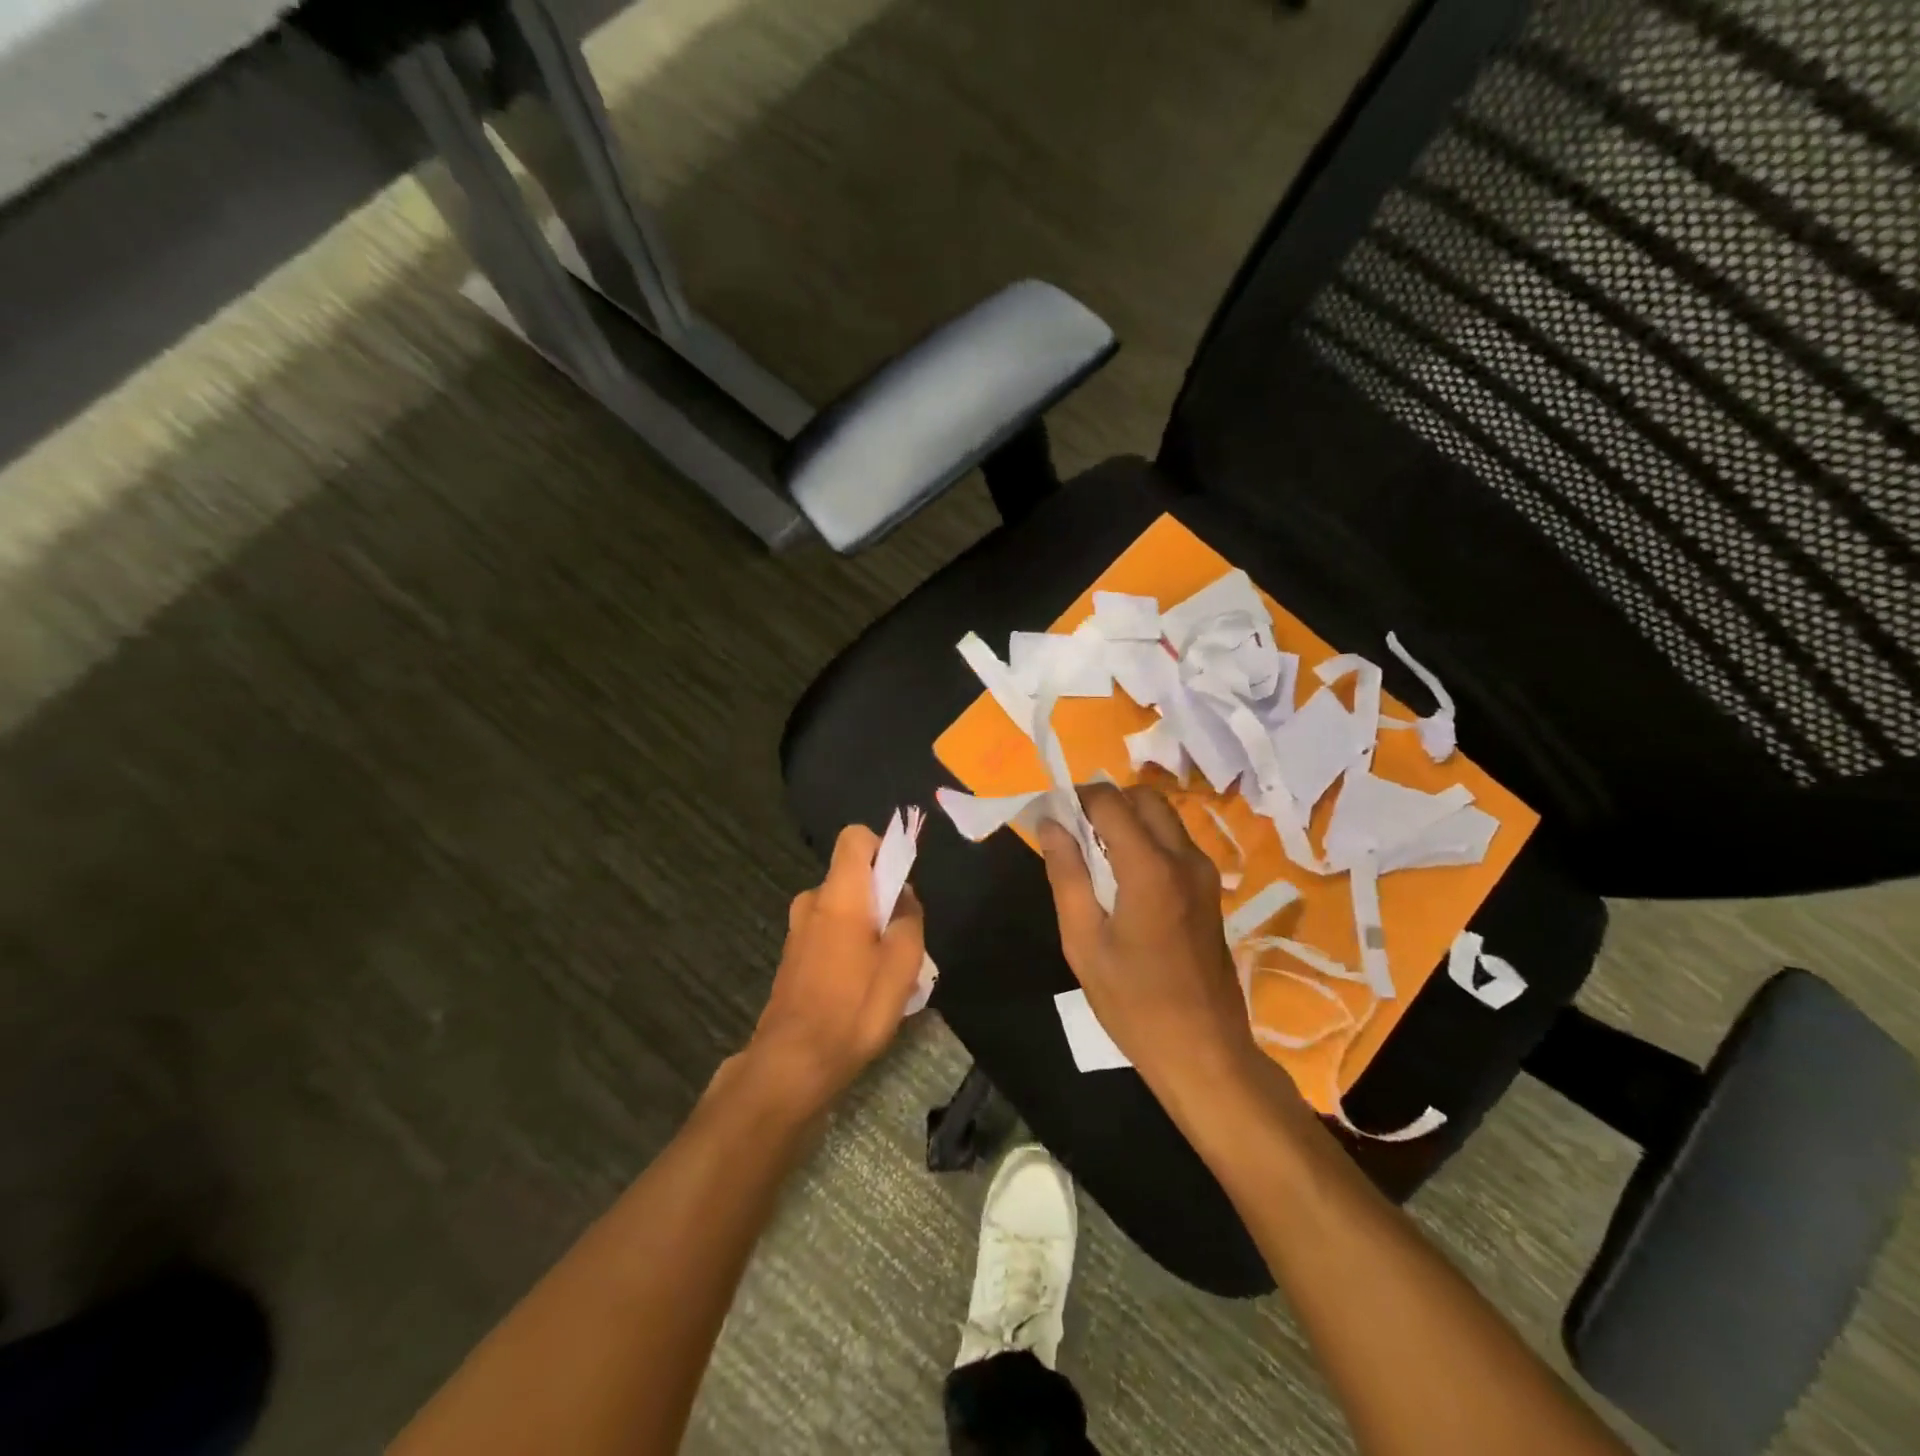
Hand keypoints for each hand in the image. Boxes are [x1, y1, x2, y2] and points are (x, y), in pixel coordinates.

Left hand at [744, 824, 926, 1112]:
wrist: (792, 1063)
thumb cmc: (853, 1008)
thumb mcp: (902, 965)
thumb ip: (909, 920)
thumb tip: (903, 897)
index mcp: (839, 894)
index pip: (855, 838)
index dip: (881, 847)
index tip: (899, 882)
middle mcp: (812, 902)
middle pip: (852, 877)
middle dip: (880, 897)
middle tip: (901, 939)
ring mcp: (797, 930)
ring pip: (842, 908)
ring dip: (865, 926)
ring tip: (885, 970)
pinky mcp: (792, 957)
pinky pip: (828, 932)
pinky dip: (847, 946)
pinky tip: (860, 988)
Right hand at [1038, 784, 1264, 1103]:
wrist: (1204, 1051)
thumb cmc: (1133, 1002)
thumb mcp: (1083, 941)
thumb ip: (1066, 874)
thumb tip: (1050, 823)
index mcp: (1150, 868)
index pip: (1110, 801)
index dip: (1076, 798)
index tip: (1051, 815)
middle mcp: (1184, 858)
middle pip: (1144, 798)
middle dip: (1106, 802)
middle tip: (1073, 833)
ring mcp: (1204, 873)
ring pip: (1164, 817)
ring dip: (1128, 819)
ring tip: (1094, 856)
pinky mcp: (1211, 890)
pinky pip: (1176, 843)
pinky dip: (1147, 839)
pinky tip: (1124, 878)